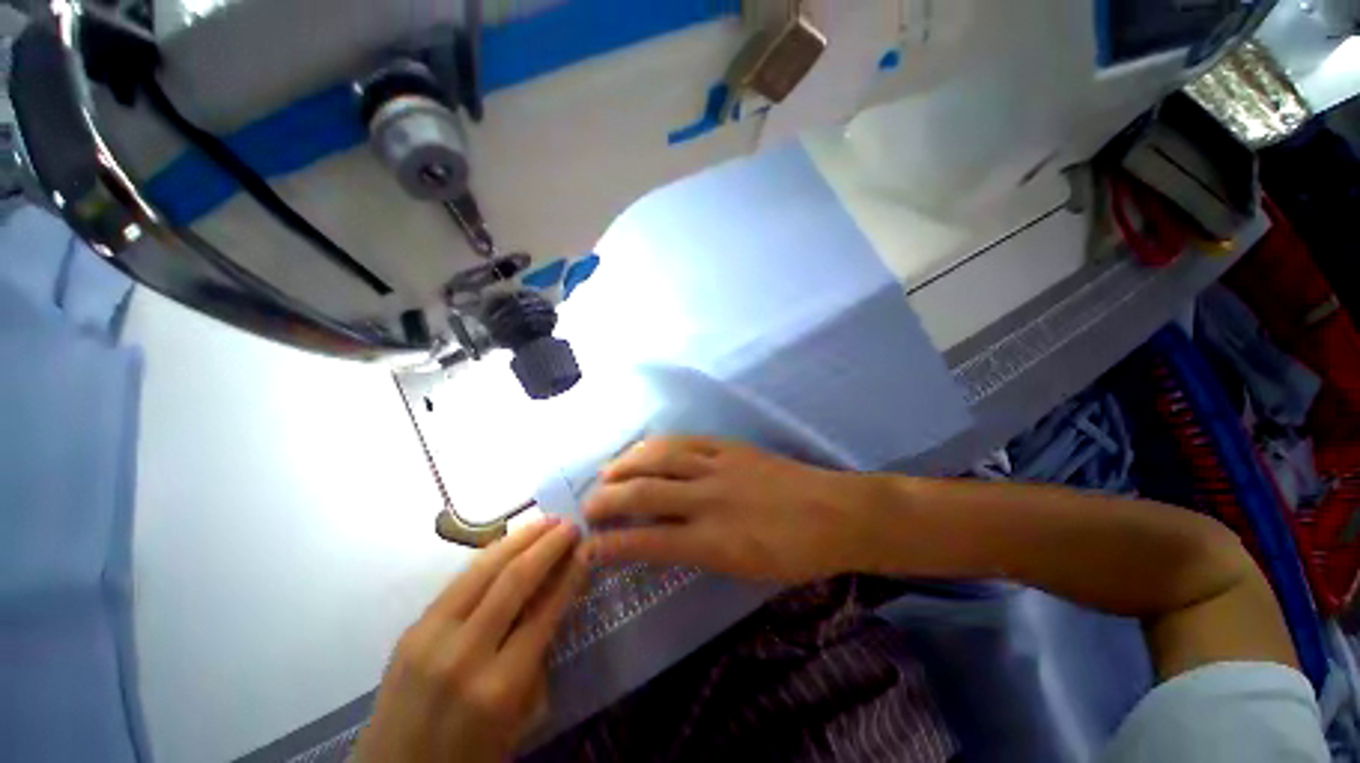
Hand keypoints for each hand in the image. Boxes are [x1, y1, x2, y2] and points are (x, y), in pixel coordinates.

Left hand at [354, 517, 587, 762]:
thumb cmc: (469, 756)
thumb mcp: (519, 717)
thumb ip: (539, 657)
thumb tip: (557, 597)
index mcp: (498, 687)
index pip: (544, 611)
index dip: (570, 574)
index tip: (587, 548)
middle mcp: (463, 654)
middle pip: (514, 579)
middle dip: (548, 545)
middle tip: (570, 525)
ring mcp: (430, 636)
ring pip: (483, 569)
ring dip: (519, 538)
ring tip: (545, 521)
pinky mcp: (412, 628)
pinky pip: (459, 581)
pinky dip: (491, 555)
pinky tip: (509, 543)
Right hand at [581, 437, 883, 582]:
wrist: (835, 513)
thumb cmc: (794, 553)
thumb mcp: (744, 570)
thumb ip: (699, 553)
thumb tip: (663, 541)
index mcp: (713, 541)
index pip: (648, 541)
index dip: (612, 545)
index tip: (586, 549)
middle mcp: (708, 499)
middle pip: (644, 493)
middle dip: (607, 499)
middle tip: (587, 506)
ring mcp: (718, 465)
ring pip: (659, 457)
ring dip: (626, 464)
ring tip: (607, 472)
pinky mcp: (729, 446)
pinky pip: (685, 440)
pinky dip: (658, 444)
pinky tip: (645, 448)